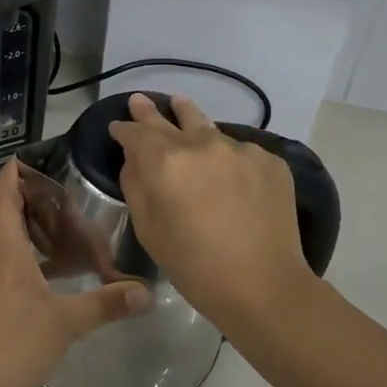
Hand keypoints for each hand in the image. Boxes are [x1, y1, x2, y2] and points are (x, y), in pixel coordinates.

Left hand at [0, 161, 149, 386]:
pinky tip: (55, 273)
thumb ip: (105, 304)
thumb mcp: (64, 323)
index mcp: (4, 249)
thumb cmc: (10, 344)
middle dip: (30, 198)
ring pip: (7, 241)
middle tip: (67, 190)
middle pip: (5, 215)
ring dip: (31, 229)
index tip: (31, 155)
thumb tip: (146, 291)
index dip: (13, 174)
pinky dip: (30, 257)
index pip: (3, 197)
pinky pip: (8, 264)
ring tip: (68, 225)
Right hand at [109, 93, 314, 326]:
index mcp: (165, 162)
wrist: (264, 286)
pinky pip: (240, 151)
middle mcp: (202, 144)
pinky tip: (229, 173)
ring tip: (182, 107)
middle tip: (141, 100)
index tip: (117, 127)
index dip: (123, 129)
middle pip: (172, 118)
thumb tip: (134, 161)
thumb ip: (136, 186)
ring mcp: (240, 149)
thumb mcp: (148, 230)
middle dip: (152, 111)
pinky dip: (228, 157)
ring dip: (192, 123)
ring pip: (209, 130)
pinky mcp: (269, 161)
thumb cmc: (194, 266)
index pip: (136, 133)